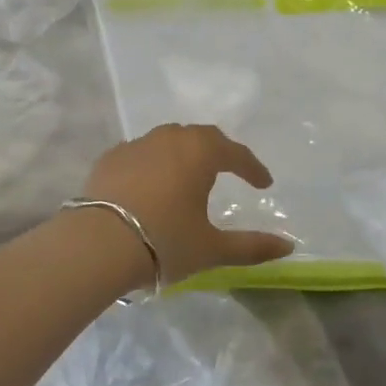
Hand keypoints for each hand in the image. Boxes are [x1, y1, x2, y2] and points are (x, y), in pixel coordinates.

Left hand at [79, 125, 295, 285]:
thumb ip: (251, 246)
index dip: (252, 167)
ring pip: (167, 141)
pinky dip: (152, 163)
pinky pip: (139, 154)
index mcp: (199, 153)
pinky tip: (150, 184)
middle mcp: (168, 139)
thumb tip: (288, 246)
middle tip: (229, 170)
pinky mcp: (108, 159)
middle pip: (200, 137)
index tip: (264, 183)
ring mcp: (134, 146)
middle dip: (218, 152)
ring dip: (183, 154)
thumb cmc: (164, 241)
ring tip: (189, 176)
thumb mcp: (212, 248)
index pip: (234, 152)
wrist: (98, 244)